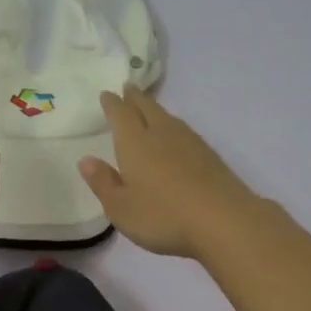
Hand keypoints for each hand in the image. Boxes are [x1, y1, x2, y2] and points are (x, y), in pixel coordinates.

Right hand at [77, 87, 260, 258]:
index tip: (107, 94)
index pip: (121, 115)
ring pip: (168, 118)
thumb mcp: (121, 208)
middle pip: (147, 108)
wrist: (223, 221)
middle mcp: (162, 134)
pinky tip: (176, 137)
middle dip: (135, 98)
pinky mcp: (209, 156)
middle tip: (128, 89)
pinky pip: (184, 132)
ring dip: (155, 110)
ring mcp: (189, 143)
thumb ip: (103, 183)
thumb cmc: (162, 216)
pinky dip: (173, 127)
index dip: (112, 104)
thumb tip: (86, 160)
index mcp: (135, 143)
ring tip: (149, 109)